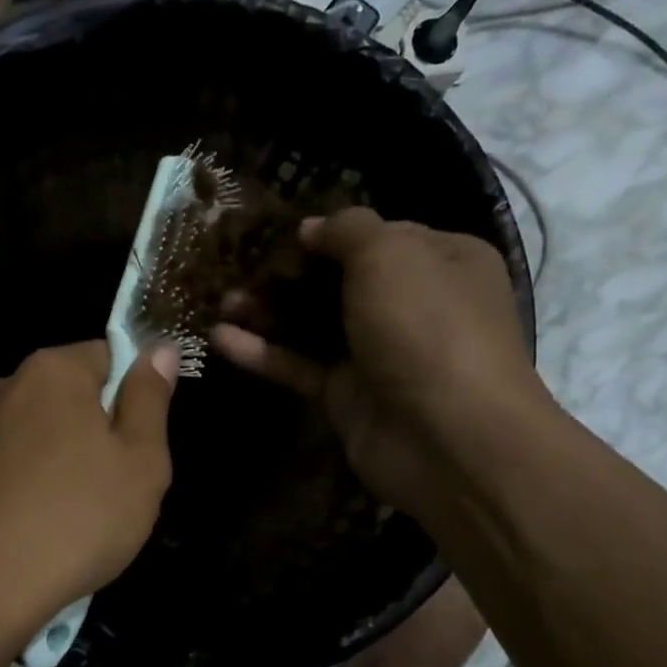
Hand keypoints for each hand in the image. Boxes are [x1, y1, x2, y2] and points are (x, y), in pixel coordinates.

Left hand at [0, 341, 176, 641]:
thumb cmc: (78, 520)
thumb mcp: (141, 463)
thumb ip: (150, 399)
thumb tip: (158, 348)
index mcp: (51, 371)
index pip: (104, 356)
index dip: (127, 395)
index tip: (134, 444)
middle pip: (58, 395)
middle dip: (83, 428)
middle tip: (103, 486)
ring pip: (21, 431)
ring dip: (41, 455)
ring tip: (56, 513)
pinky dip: (7, 483)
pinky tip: (17, 525)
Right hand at [211, 209, 542, 507]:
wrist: (447, 438)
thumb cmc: (426, 326)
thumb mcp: (390, 254)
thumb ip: (348, 230)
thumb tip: (312, 228)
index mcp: (441, 261)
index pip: (380, 236)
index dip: (332, 233)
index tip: (281, 235)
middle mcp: (412, 305)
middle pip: (340, 281)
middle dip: (290, 274)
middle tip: (240, 268)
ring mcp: (377, 354)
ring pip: (314, 324)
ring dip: (268, 311)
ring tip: (221, 301)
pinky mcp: (346, 395)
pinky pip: (299, 366)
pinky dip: (263, 353)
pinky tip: (219, 339)